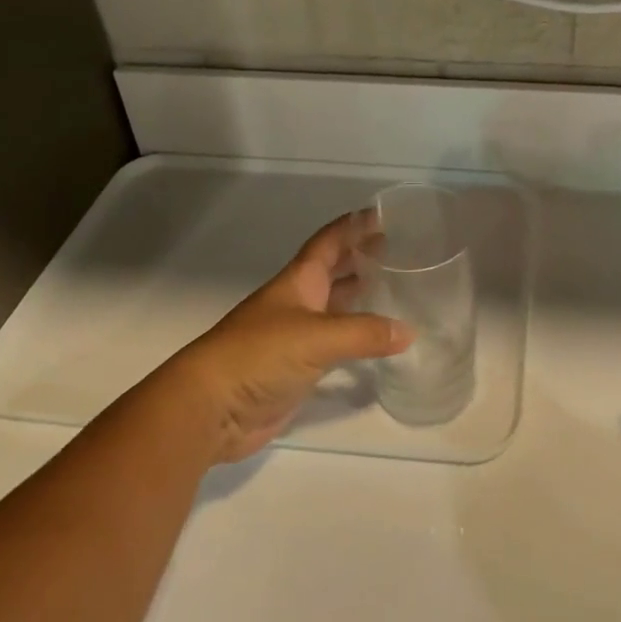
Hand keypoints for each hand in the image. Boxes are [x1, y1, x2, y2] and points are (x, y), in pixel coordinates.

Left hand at [163, 214, 412, 462]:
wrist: (211, 407)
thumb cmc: (259, 354)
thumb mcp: (316, 337)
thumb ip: (364, 333)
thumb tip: (408, 331)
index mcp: (298, 282)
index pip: (328, 243)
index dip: (352, 226)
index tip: (382, 214)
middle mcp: (298, 302)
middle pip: (333, 272)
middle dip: (361, 258)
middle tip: (398, 250)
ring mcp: (296, 336)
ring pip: (335, 308)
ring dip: (360, 297)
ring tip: (396, 290)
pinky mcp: (297, 368)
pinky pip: (335, 344)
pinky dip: (356, 338)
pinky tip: (378, 342)